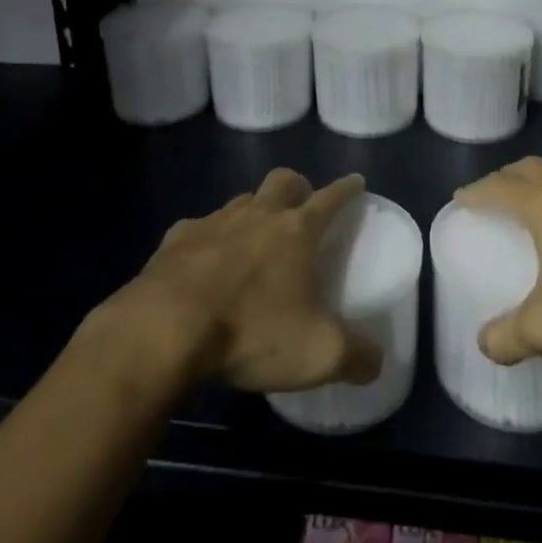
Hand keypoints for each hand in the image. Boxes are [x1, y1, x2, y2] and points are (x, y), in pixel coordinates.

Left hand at [90, 168, 383, 394]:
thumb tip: (376, 362)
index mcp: (296, 231)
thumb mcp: (317, 354)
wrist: (165, 329)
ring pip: (241, 201)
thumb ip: (355, 356)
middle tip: (302, 205)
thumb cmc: (250, 331)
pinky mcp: (176, 239)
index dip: (346, 189)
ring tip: (254, 238)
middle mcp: (257, 215)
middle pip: (283, 181)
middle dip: (298, 186)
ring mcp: (214, 223)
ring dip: (253, 211)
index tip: (356, 181)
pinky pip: (199, 228)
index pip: (330, 198)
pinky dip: (209, 240)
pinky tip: (203, 264)